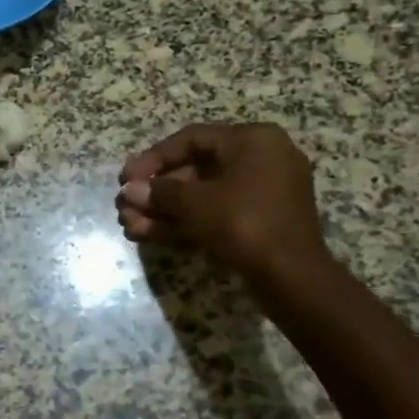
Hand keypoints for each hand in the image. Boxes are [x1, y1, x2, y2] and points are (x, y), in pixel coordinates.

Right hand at [117, 122, 326, 278]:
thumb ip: (160, 192)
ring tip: (129, 223)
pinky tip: (147, 234)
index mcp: (253, 141)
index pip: (192, 139)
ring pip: (203, 196)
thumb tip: (129, 191)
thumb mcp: (195, 203)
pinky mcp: (260, 223)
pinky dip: (185, 222)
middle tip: (126, 203)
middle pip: (195, 169)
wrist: (293, 279)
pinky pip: (216, 214)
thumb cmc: (244, 223)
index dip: (154, 158)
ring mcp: (263, 193)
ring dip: (164, 210)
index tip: (126, 177)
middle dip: (156, 191)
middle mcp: (262, 159)